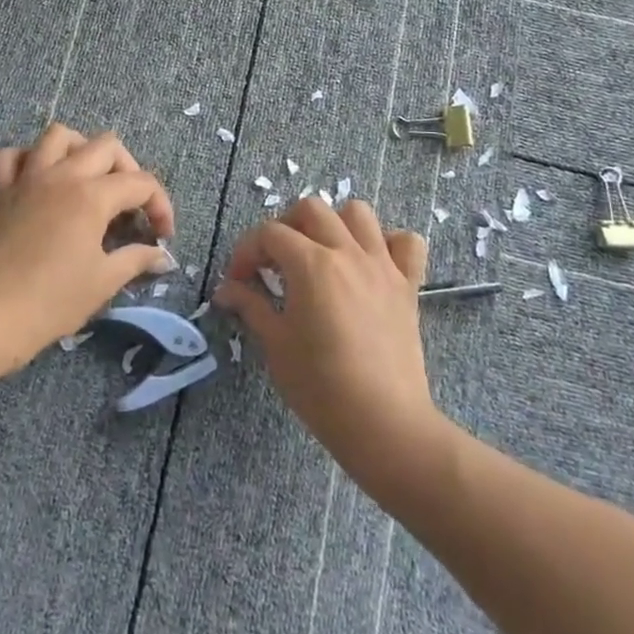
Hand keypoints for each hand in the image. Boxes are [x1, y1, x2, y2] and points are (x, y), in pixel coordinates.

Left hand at [0, 123, 174, 367]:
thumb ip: (136, 260)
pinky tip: (40, 180)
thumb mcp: (103, 282)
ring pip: (59, 135)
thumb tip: (161, 256)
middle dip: (128, 170)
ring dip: (80, 149)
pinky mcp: (1, 191)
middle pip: (106, 146)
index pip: (141, 183)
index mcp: (92, 195)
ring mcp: (29, 178)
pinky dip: (29, 159)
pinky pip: (13, 156)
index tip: (162, 235)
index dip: (160, 206)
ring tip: (89, 178)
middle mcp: (63, 175)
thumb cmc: (51, 302)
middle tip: (130, 205)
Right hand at [213, 198, 436, 475]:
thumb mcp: (275, 345)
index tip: (238, 281)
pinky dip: (388, 243)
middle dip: (285, 227)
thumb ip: (250, 306)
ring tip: (321, 253)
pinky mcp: (407, 286)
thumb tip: (225, 289)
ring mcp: (381, 265)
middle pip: (311, 210)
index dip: (247, 251)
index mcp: (310, 263)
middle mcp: (347, 252)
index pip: (269, 233)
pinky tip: (371, 264)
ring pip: (358, 213)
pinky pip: (407, 243)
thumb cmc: (321, 387)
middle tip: (275, 262)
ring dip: (335, 224)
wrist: (384, 424)